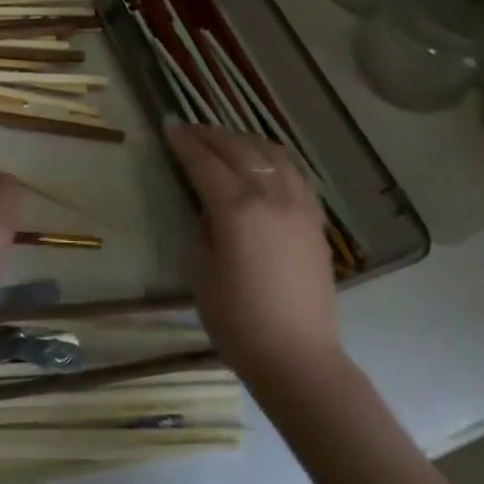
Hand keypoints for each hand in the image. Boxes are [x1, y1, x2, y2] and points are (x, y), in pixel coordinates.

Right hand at [167, 124, 342, 383]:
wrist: (298, 358)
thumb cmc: (238, 322)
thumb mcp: (200, 272)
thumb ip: (202, 228)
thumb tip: (209, 207)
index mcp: (236, 209)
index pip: (204, 161)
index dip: (183, 141)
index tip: (169, 124)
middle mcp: (270, 197)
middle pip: (238, 148)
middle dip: (210, 134)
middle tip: (189, 129)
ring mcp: (298, 206)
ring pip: (271, 153)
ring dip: (244, 140)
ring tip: (225, 140)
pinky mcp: (315, 220)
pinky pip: (294, 173)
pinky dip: (273, 158)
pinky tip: (263, 162)